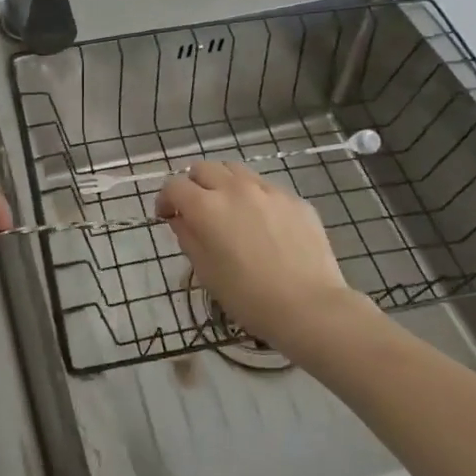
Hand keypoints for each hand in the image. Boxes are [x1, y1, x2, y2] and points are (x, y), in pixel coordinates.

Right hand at [157, 162, 357, 355]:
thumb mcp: (206, 272)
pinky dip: (254, 197)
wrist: (310, 307)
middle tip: (197, 209)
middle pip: (203, 168)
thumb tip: (180, 218)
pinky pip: (266, 188)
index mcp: (207, 207)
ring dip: (223, 183)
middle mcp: (235, 188)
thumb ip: (188, 237)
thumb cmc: (249, 297)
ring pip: (235, 170)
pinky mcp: (294, 199)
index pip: (174, 185)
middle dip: (193, 184)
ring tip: (229, 208)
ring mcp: (268, 190)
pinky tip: (263, 224)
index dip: (165, 199)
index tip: (167, 216)